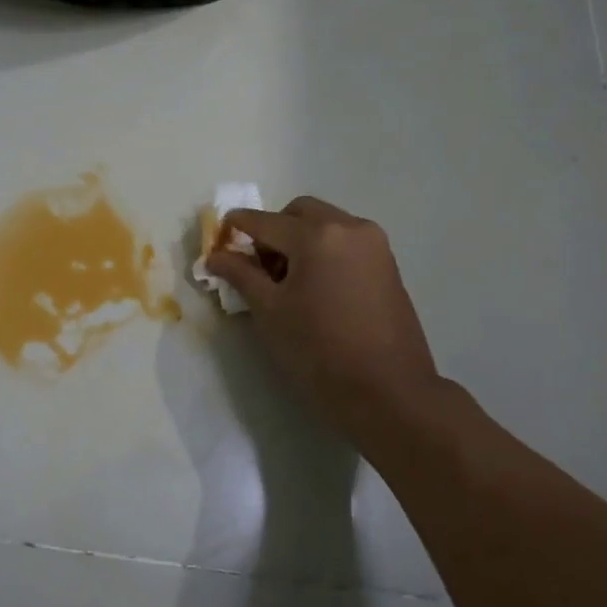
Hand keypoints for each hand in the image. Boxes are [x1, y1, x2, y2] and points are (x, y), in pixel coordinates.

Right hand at [206, 196, 445, 450]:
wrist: (389, 393)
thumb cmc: (319, 352)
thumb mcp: (270, 312)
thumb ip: (241, 275)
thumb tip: (216, 255)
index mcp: (316, 235)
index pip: (264, 221)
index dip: (236, 228)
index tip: (218, 239)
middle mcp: (349, 227)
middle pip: (299, 213)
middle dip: (273, 230)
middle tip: (258, 267)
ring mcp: (374, 245)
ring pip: (326, 224)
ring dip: (301, 240)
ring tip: (288, 283)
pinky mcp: (388, 265)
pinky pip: (346, 243)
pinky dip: (324, 252)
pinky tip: (316, 289)